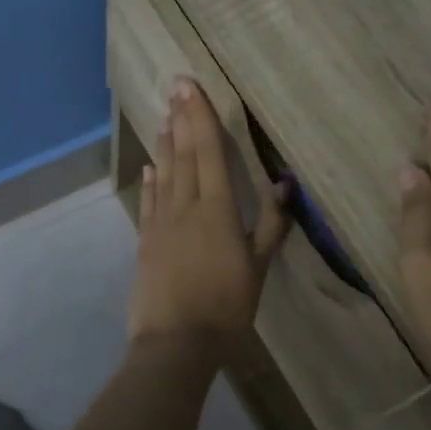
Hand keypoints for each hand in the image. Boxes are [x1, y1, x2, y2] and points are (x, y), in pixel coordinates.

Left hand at [129, 79, 288, 348]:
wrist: (175, 343)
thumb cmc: (226, 307)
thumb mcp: (258, 268)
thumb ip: (271, 225)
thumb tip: (284, 185)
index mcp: (217, 210)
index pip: (208, 152)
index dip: (200, 117)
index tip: (191, 86)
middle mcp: (186, 207)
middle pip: (182, 155)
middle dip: (180, 119)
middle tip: (174, 87)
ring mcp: (161, 224)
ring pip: (164, 174)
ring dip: (164, 145)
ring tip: (164, 118)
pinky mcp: (146, 242)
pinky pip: (149, 203)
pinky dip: (150, 182)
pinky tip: (150, 168)